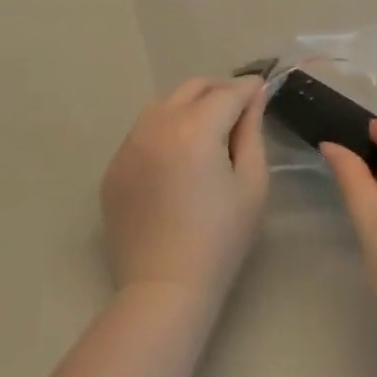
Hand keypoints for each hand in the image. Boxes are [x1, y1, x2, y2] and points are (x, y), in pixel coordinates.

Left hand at [100, 77, 269, 309]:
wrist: (164, 288)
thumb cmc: (220, 239)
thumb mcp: (252, 183)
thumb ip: (252, 131)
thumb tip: (254, 96)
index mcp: (195, 128)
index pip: (228, 92)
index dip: (250, 88)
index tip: (263, 91)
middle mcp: (158, 125)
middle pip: (193, 88)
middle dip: (219, 92)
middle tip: (237, 113)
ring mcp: (130, 143)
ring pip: (165, 104)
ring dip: (189, 107)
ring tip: (205, 134)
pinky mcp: (114, 165)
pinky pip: (144, 131)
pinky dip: (164, 131)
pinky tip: (176, 159)